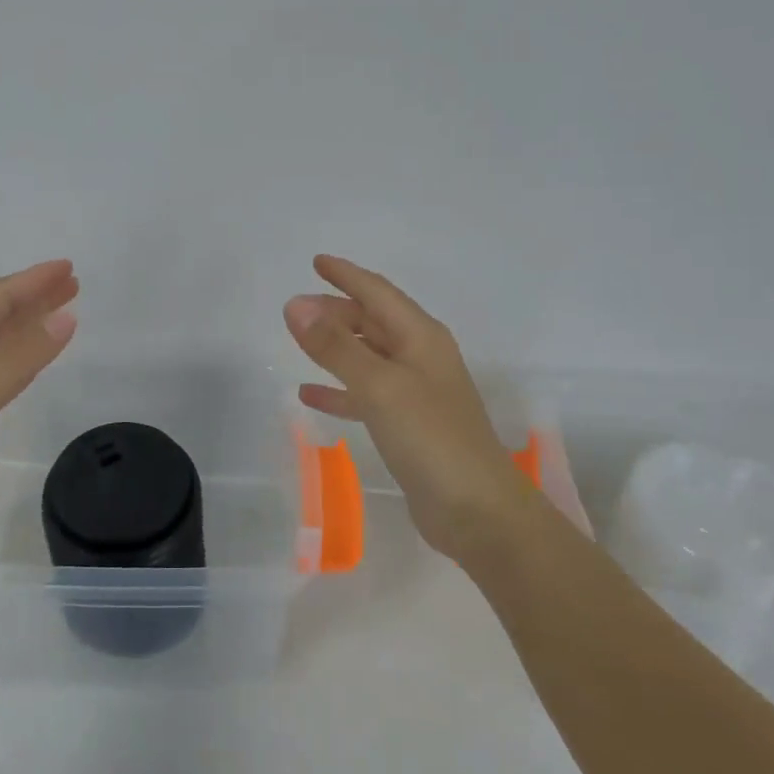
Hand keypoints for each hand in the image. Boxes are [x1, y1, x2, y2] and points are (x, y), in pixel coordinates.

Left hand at [0, 260, 78, 568]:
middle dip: (34, 298)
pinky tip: (37, 363)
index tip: (69, 268)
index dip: (31, 281)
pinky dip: (24, 361)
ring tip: (64, 314)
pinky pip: (1, 376)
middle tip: (73, 285)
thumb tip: (64, 317)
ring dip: (30, 326)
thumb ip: (20, 354)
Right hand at [284, 255, 527, 565]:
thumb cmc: (431, 438)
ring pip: (368, 356)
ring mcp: (416, 393)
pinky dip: (340, 389)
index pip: (378, 292)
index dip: (347, 275)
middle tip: (297, 308)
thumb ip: (335, 346)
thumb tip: (295, 304)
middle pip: (374, 321)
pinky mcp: (408, 426)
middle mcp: (421, 357)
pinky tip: (310, 394)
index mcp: (421, 337)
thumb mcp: (379, 386)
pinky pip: (366, 395)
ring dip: (336, 346)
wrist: (477, 511)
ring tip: (300, 340)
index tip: (317, 261)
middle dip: (337, 310)